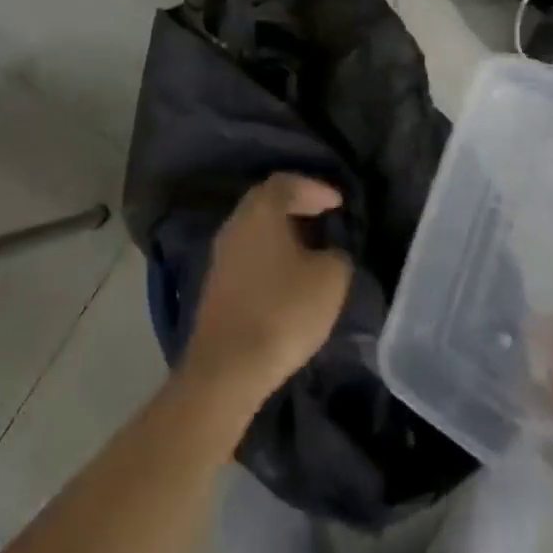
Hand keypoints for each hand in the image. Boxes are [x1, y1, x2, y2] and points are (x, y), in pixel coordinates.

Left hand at [185, 174, 353, 403]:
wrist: (226, 370)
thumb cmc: (283, 311)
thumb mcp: (331, 279)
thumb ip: (338, 255)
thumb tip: (331, 254)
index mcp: (261, 211)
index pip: (287, 182)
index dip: (315, 187)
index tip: (338, 203)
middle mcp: (235, 225)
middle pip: (266, 202)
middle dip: (296, 205)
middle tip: (323, 216)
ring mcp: (220, 257)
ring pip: (254, 230)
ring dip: (281, 233)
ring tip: (309, 247)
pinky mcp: (215, 287)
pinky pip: (247, 256)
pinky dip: (269, 256)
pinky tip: (287, 276)